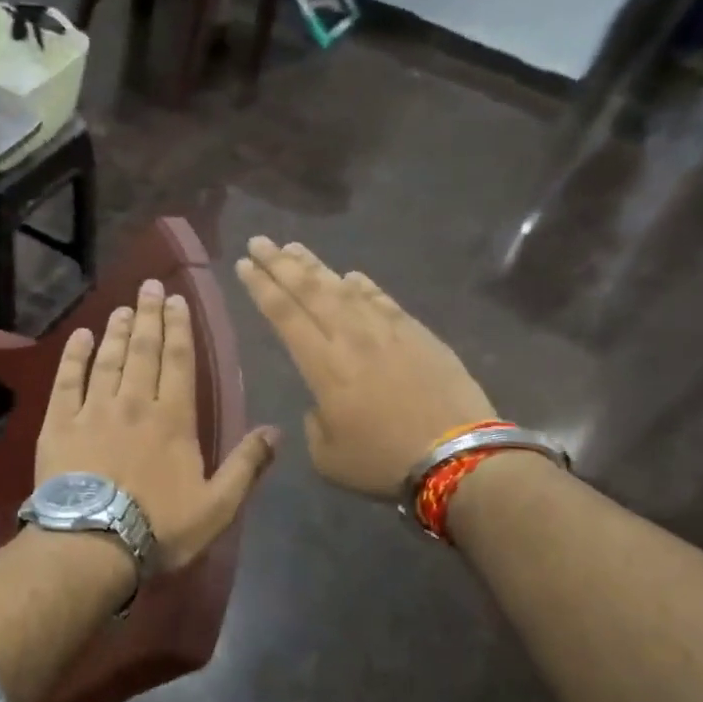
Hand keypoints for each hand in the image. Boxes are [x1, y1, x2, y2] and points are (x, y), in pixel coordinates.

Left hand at [36, 278, 278, 572]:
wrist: (92, 544)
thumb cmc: (159, 527)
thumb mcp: (217, 506)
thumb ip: (247, 466)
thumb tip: (275, 431)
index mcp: (173, 419)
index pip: (178, 361)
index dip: (179, 328)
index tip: (176, 300)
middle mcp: (134, 403)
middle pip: (143, 350)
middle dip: (148, 316)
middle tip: (148, 286)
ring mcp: (94, 410)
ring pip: (108, 360)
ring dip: (117, 331)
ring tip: (122, 309)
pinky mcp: (60, 424)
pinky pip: (67, 381)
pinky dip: (74, 356)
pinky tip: (80, 337)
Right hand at [235, 238, 495, 500]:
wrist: (458, 458)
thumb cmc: (383, 461)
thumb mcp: (327, 456)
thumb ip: (315, 423)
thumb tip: (324, 402)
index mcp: (323, 366)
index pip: (284, 314)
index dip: (261, 286)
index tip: (244, 264)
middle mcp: (351, 338)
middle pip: (310, 291)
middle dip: (280, 263)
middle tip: (260, 241)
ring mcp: (387, 332)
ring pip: (344, 289)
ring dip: (317, 267)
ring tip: (295, 248)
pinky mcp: (418, 334)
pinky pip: (383, 301)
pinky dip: (364, 286)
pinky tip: (352, 276)